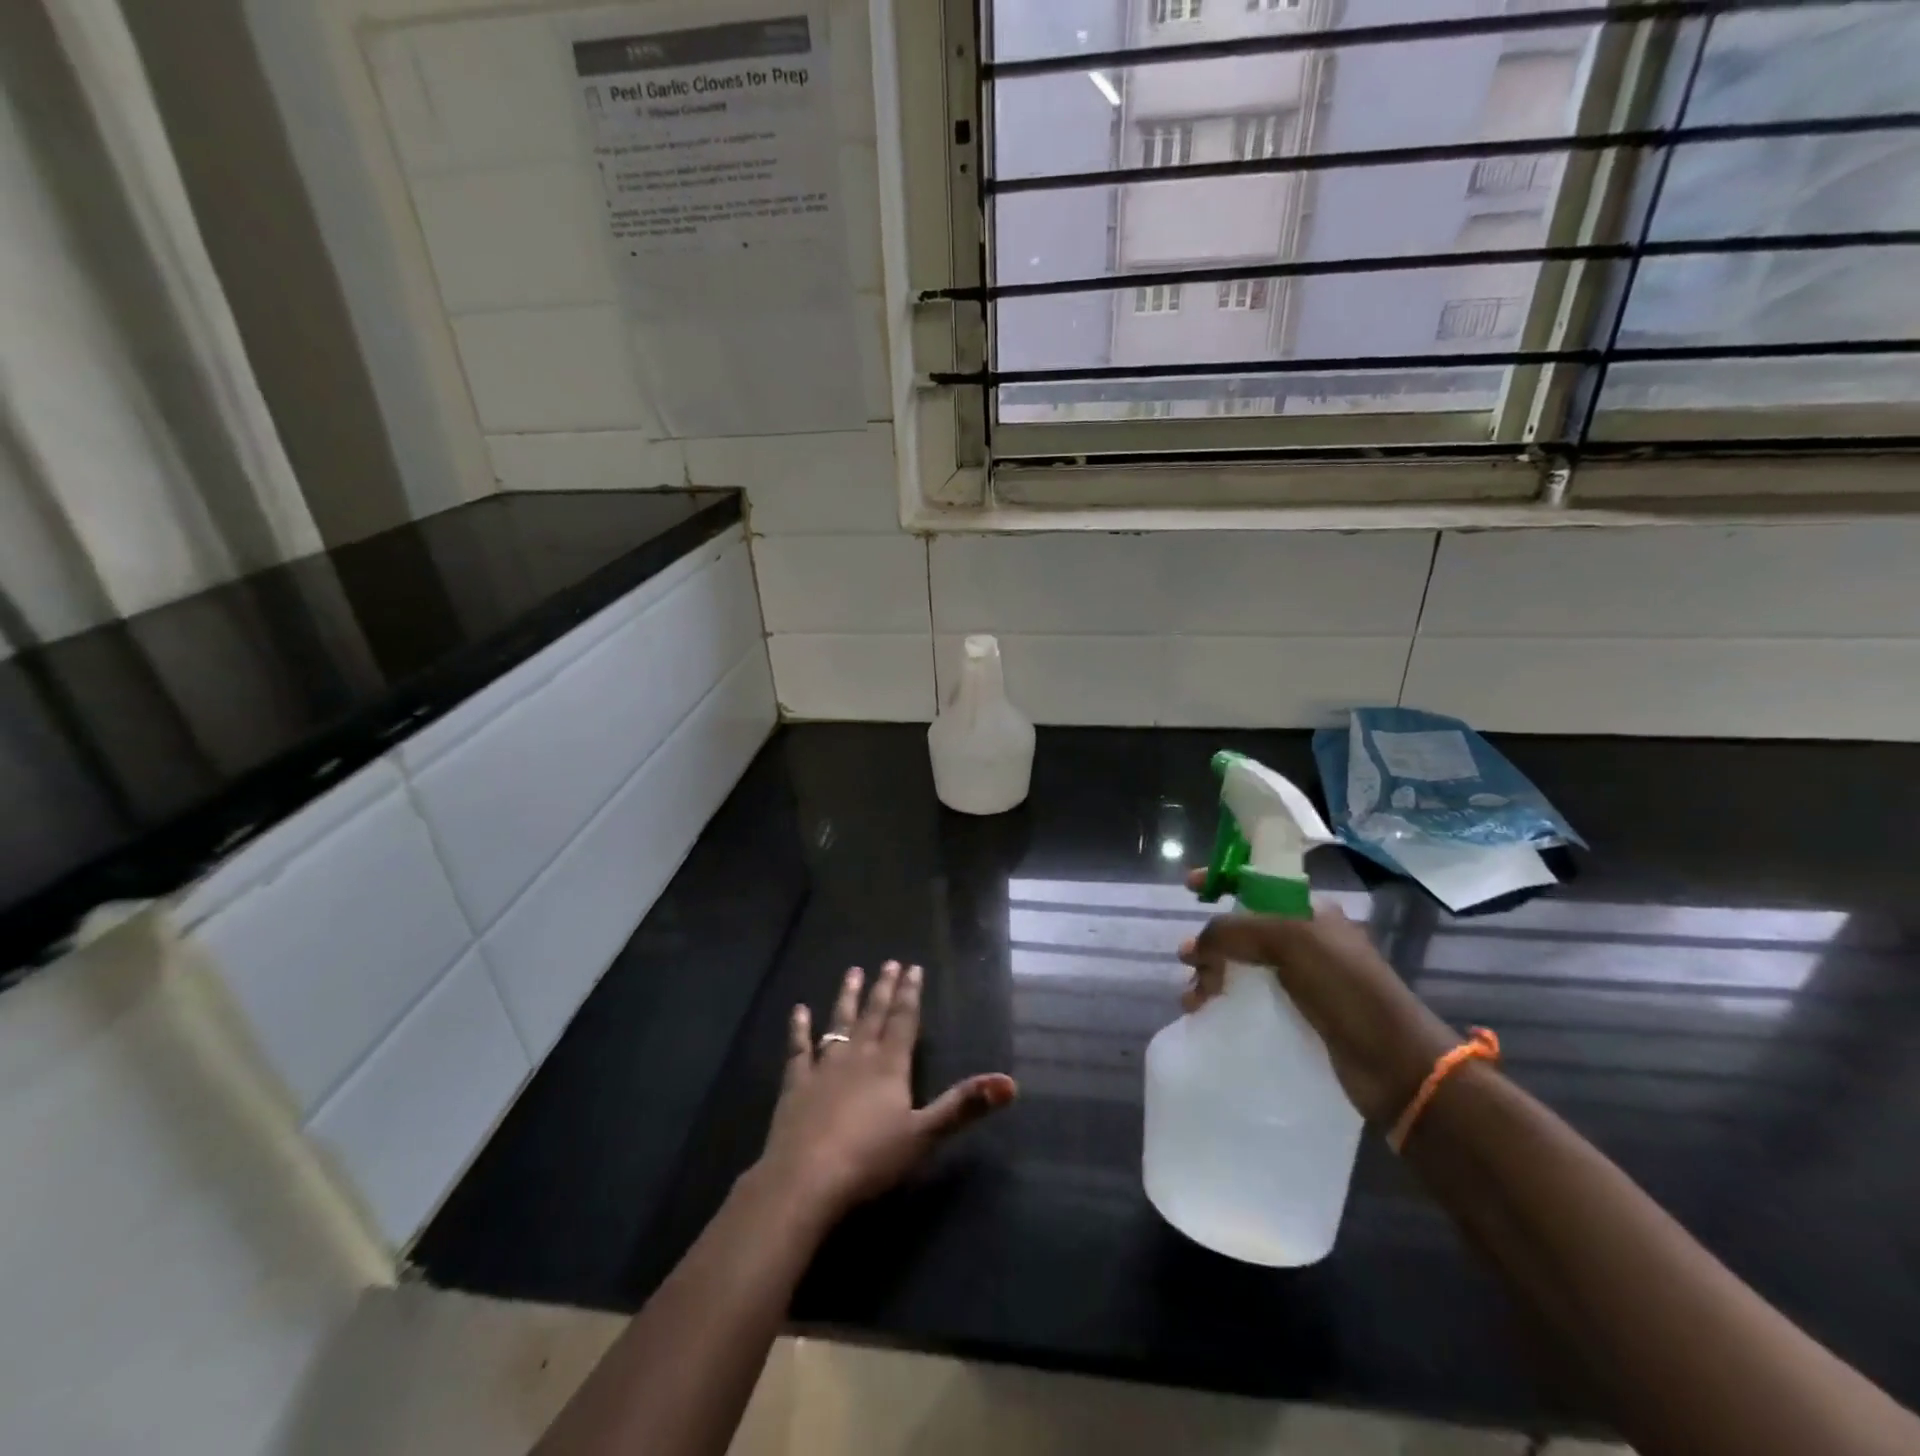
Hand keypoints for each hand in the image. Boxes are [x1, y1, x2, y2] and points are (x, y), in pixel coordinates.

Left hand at [756, 961, 1016, 1222]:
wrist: (805, 1180)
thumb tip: (1010, 1083)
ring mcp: (824, 1068)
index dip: (910, 994)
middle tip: (889, 963)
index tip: (913, 967)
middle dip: (884, 988)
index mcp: (890, 1066)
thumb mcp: (924, 1136)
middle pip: (874, 1015)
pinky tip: (798, 1010)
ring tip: (852, 972)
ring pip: (839, 1023)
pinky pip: (798, 1049)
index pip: (904, 1021)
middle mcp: (858, 1057)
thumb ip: (963, 1106)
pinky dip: (799, 1029)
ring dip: (847, 998)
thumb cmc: (870, 1159)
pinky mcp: (795, 1085)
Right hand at [1178, 875, 1458, 1124]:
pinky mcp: (1296, 1015)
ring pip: (1240, 965)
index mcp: (1308, 910)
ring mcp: (1300, 979)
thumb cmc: (1345, 988)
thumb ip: (1235, 930)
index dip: (1223, 879)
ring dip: (1209, 974)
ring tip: (1194, 998)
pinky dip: (1222, 1000)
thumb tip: (1196, 947)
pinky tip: (1206, 1012)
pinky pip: (1248, 997)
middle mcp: (1303, 940)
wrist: (1394, 1063)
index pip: (1257, 882)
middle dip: (1210, 940)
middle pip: (1242, 928)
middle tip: (1188, 960)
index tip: (1190, 885)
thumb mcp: (1288, 940)